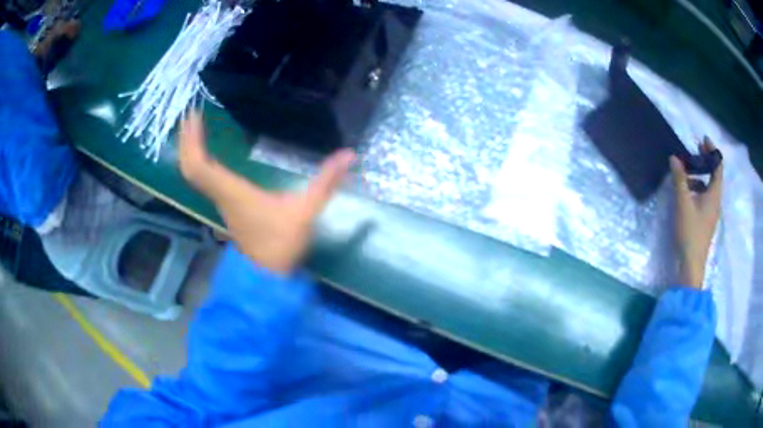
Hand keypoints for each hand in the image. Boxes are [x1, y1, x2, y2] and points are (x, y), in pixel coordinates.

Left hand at [178, 111, 354, 274]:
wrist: (269, 276)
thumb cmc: (282, 244)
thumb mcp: (306, 211)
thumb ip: (326, 182)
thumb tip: (349, 154)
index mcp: (233, 192)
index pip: (200, 165)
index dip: (192, 141)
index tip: (194, 115)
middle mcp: (221, 194)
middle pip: (190, 167)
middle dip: (186, 141)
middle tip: (191, 114)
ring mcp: (221, 201)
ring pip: (194, 175)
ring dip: (190, 150)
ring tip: (194, 127)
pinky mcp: (226, 206)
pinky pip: (204, 180)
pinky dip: (199, 162)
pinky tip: (207, 152)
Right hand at [669, 137, 722, 288]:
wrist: (691, 264)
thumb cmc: (690, 232)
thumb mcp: (683, 203)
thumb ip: (679, 179)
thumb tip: (674, 158)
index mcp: (714, 194)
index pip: (718, 167)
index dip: (712, 151)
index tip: (703, 140)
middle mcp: (716, 201)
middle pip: (714, 175)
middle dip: (705, 161)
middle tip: (694, 151)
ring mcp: (711, 212)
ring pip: (708, 186)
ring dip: (699, 175)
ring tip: (686, 173)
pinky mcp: (706, 220)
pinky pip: (705, 196)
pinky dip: (697, 188)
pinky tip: (686, 192)